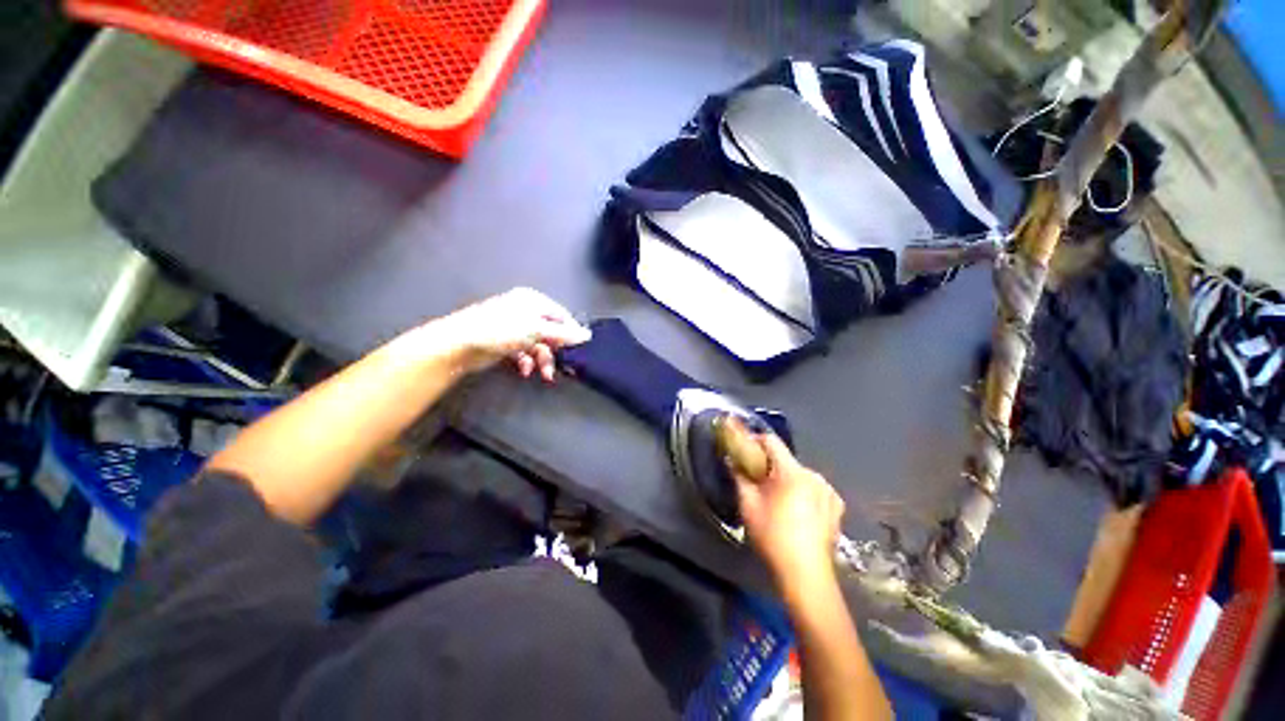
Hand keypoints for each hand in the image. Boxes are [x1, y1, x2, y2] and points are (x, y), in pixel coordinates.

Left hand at [424, 288, 591, 379]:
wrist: (460, 345)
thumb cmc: (502, 330)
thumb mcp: (538, 330)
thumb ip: (564, 334)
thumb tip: (587, 334)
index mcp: (533, 301)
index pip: (561, 315)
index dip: (571, 332)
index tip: (579, 350)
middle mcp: (525, 311)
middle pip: (550, 332)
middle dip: (555, 351)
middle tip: (561, 366)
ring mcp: (514, 327)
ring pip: (538, 345)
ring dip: (543, 360)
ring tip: (544, 375)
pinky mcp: (505, 343)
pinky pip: (524, 352)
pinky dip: (528, 362)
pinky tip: (526, 371)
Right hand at [730, 433, 844, 600]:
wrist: (806, 575)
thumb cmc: (773, 537)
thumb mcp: (748, 505)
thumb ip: (739, 476)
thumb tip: (732, 460)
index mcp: (792, 472)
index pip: (771, 441)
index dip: (754, 441)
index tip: (744, 450)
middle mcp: (813, 475)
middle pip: (785, 459)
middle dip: (769, 466)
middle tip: (756, 481)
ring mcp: (828, 491)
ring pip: (800, 474)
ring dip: (786, 479)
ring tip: (777, 499)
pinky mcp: (836, 506)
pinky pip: (814, 488)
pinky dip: (803, 492)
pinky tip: (797, 510)